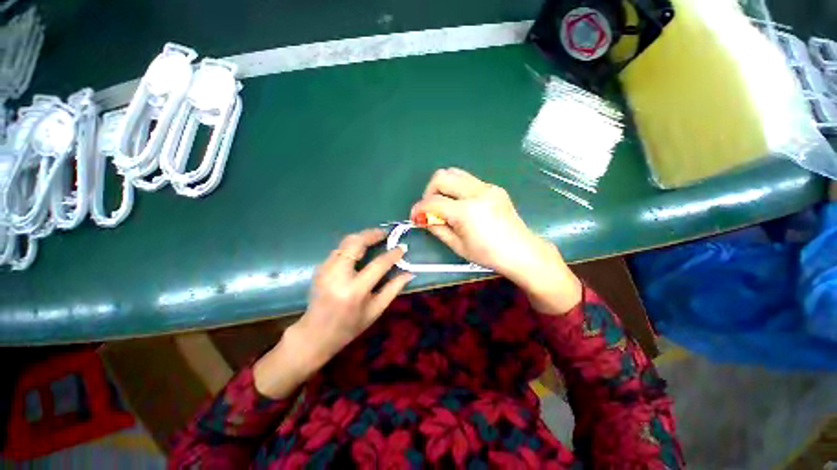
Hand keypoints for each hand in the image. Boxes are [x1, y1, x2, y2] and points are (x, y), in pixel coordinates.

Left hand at [255, 229, 411, 397]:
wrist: (314, 335)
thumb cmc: (349, 326)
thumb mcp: (375, 310)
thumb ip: (393, 289)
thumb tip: (409, 273)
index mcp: (354, 290)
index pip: (378, 265)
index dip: (392, 255)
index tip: (402, 248)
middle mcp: (337, 276)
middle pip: (355, 243)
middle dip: (371, 234)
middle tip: (385, 234)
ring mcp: (325, 269)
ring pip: (345, 242)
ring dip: (362, 237)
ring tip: (376, 238)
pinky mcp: (320, 267)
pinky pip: (339, 249)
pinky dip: (352, 245)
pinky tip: (361, 249)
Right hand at [411, 168, 581, 313]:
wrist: (522, 251)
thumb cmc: (488, 255)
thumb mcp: (457, 246)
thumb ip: (437, 228)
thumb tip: (423, 218)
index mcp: (466, 211)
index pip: (433, 202)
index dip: (418, 208)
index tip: (414, 217)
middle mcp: (477, 192)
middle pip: (442, 176)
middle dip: (429, 191)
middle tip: (430, 208)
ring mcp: (487, 187)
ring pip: (455, 173)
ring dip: (443, 187)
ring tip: (444, 204)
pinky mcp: (494, 187)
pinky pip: (468, 180)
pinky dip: (457, 189)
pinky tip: (461, 205)